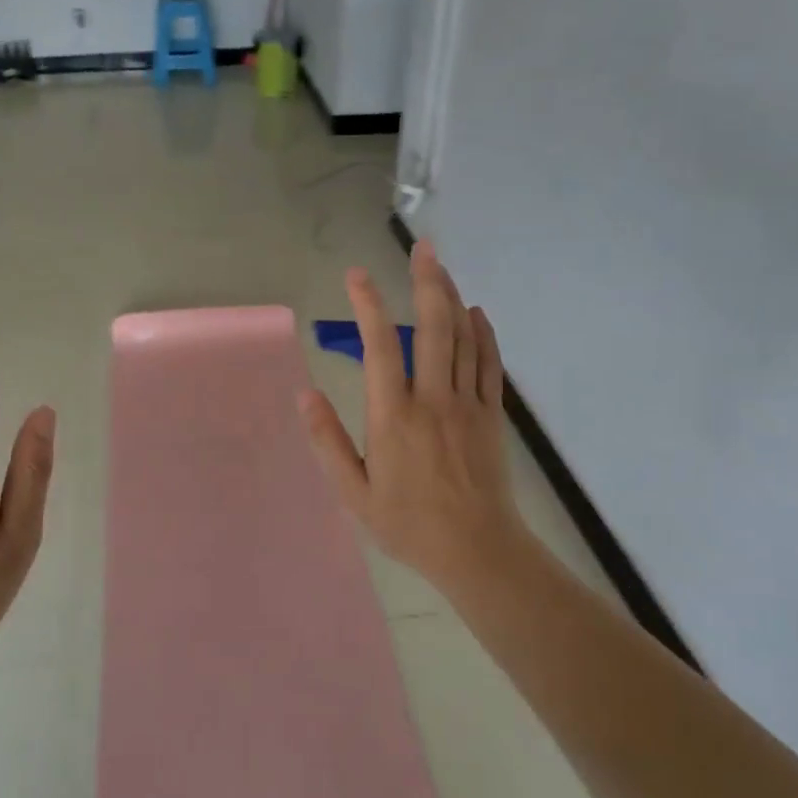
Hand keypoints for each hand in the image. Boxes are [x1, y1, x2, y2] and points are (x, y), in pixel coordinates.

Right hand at [300, 241, 529, 589]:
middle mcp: (432, 400)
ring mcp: (467, 404)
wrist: (478, 551)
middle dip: (426, 282)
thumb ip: (328, 441)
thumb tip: (305, 395)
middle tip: (422, 247)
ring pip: (464, 338)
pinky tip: (476, 312)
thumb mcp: (354, 493)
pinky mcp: (492, 415)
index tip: (356, 276)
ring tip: (441, 266)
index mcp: (393, 417)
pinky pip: (489, 363)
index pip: (380, 347)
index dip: (368, 306)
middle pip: (433, 327)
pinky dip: (483, 333)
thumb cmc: (408, 524)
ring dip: (452, 297)